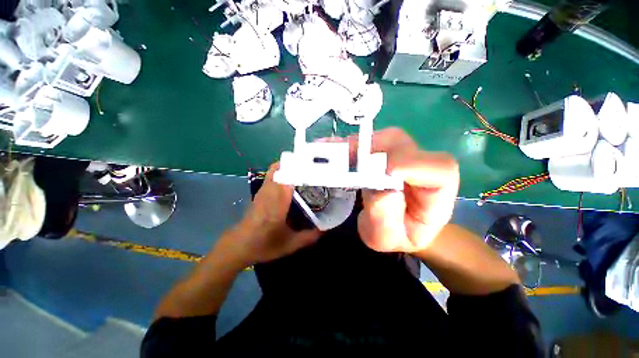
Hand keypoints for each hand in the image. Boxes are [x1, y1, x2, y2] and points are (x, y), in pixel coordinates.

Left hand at [232, 163, 320, 264]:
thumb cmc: (264, 245)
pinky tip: (292, 178)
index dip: (300, 170)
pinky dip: (282, 171)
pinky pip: (272, 175)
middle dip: (297, 164)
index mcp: (277, 204)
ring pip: (275, 169)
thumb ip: (309, 237)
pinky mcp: (261, 191)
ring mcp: (263, 190)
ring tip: (305, 170)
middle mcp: (270, 193)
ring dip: (289, 166)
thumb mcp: (290, 244)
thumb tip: (325, 229)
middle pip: (281, 169)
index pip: (288, 179)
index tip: (315, 168)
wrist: (239, 245)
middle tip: (313, 168)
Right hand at [334, 128, 458, 252]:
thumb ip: (385, 221)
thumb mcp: (387, 238)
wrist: (392, 225)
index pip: (438, 169)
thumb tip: (381, 191)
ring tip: (333, 157)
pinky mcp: (386, 152)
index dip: (411, 164)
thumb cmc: (394, 234)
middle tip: (344, 161)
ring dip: (357, 146)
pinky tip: (333, 149)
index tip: (383, 172)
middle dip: (372, 150)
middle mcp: (421, 166)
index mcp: (436, 191)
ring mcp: (403, 155)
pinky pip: (371, 141)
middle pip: (403, 145)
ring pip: (384, 138)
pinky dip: (350, 144)